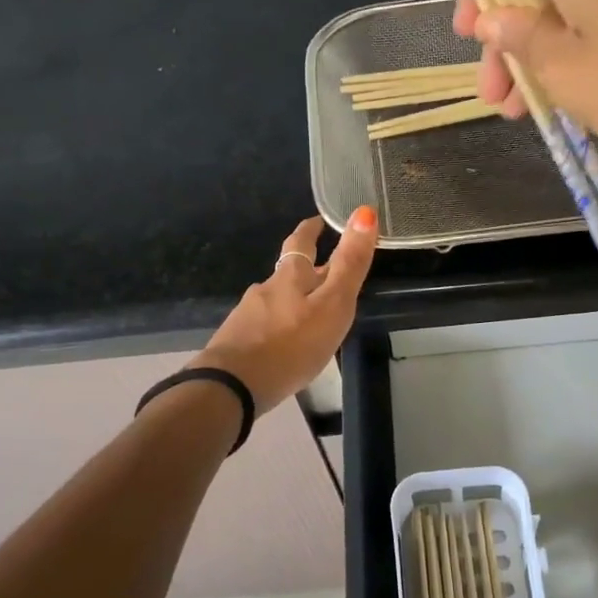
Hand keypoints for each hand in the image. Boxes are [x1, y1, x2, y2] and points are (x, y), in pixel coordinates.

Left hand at [192, 209, 377, 409]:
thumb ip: (349, 264)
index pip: (302, 243)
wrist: (232, 385)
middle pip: (287, 272)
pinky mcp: (237, 341)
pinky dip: (278, 327)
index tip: (319, 219)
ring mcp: (248, 315)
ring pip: (275, 300)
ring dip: (292, 301)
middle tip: (322, 267)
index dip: (312, 229)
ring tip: (309, 314)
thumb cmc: (291, 344)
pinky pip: (263, 326)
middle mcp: (266, 289)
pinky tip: (284, 343)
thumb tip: (364, 212)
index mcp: (290, 277)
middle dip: (304, 267)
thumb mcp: (332, 304)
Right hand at [453, 0, 597, 199]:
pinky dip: (583, 49)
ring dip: (545, 52)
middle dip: (511, 39)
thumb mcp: (564, 71)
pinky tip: (578, 93)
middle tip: (500, 98)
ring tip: (532, 110)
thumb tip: (494, 17)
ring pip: (574, 4)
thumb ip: (521, 39)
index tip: (469, 40)